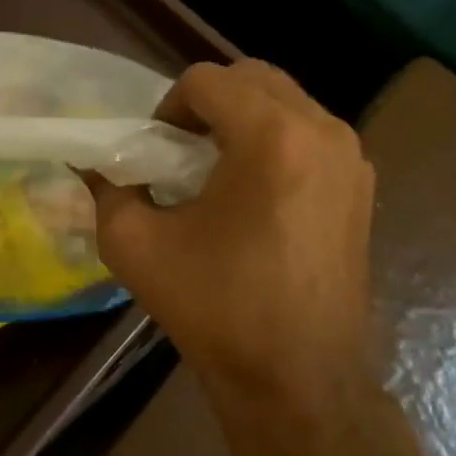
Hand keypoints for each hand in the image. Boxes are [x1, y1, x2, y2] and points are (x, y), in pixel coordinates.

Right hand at [87, 61, 376, 394]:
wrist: (297, 378)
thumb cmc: (214, 307)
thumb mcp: (134, 244)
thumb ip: (108, 188)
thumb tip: (93, 161)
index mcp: (271, 137)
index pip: (207, 80)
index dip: (168, 107)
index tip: (156, 153)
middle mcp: (322, 131)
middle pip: (252, 78)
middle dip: (207, 104)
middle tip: (181, 152)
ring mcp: (352, 157)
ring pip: (285, 102)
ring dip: (242, 119)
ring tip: (216, 172)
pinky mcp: (362, 185)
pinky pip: (309, 133)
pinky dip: (275, 141)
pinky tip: (254, 195)